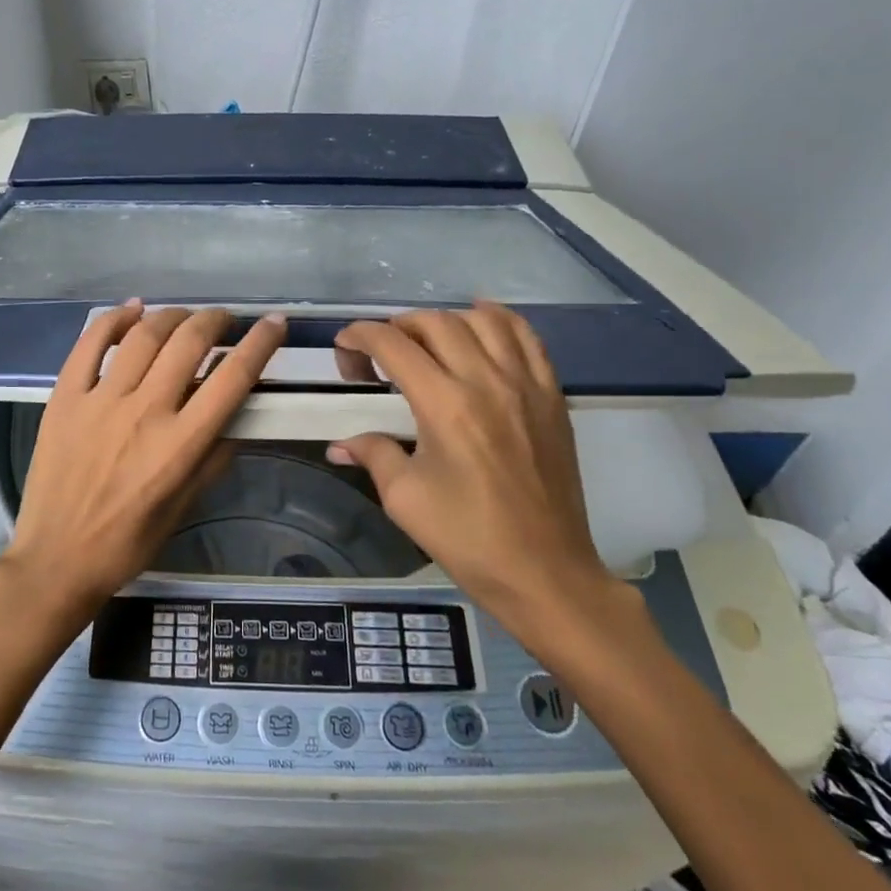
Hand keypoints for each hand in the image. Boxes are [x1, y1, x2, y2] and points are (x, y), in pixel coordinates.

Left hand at [0, 303, 287, 622]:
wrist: (57, 559)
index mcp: (180, 444)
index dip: (260, 344)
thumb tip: (240, 418)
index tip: (273, 324)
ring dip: (172, 316)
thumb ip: (215, 458)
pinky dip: (114, 318)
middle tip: (223, 321)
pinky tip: (133, 309)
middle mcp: (144, 412)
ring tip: (184, 318)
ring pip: (143, 335)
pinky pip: (90, 344)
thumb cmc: (128, 543)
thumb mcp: (184, 507)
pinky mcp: (65, 397)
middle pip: (188, 342)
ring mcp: (100, 400)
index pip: (232, 378)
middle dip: (215, 321)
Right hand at [329, 303, 633, 656]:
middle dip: (397, 327)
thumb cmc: (467, 538)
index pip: (393, 344)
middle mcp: (487, 381)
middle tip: (381, 356)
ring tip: (427, 343)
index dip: (360, 336)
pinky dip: (498, 319)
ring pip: (482, 319)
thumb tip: (338, 444)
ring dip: (445, 320)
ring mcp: (526, 384)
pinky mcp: (552, 394)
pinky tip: (480, 323)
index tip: (344, 348)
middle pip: (435, 322)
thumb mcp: (404, 498)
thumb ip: (372, 453)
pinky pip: (526, 336)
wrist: (545, 571)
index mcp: (445, 406)